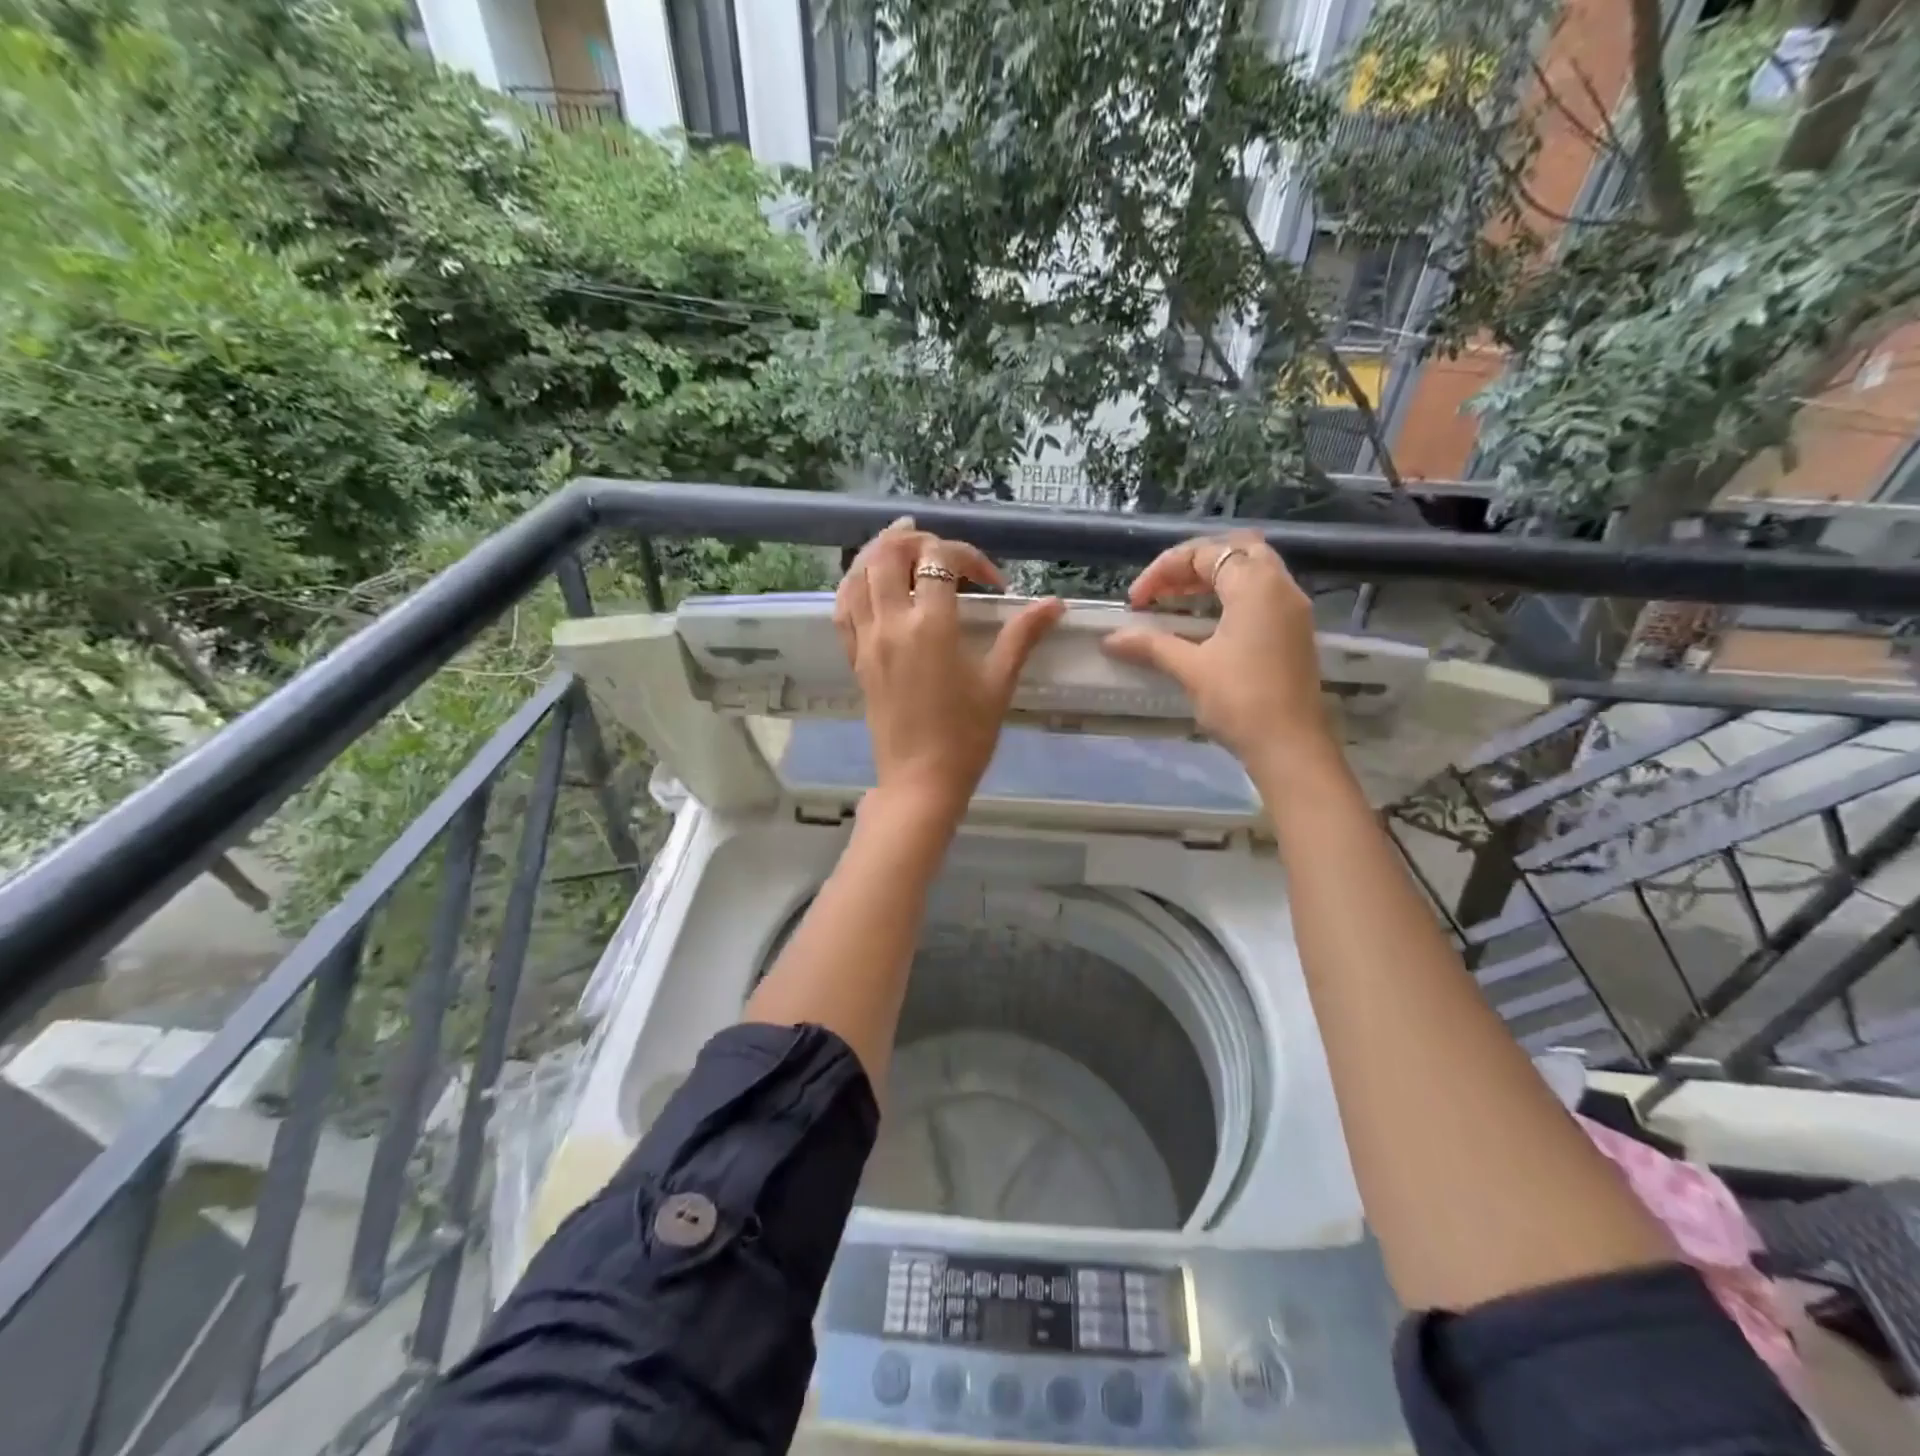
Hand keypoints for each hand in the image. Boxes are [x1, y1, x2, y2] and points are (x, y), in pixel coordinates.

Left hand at [835, 518, 1063, 817]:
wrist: (920, 781)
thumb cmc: (965, 736)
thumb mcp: (998, 683)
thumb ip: (1022, 636)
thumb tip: (1054, 604)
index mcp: (931, 626)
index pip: (941, 560)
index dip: (970, 557)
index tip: (993, 584)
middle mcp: (891, 624)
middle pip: (889, 554)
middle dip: (917, 540)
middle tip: (942, 552)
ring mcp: (867, 640)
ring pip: (858, 574)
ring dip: (880, 552)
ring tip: (903, 548)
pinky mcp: (855, 658)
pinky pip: (843, 608)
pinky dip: (855, 584)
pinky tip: (871, 583)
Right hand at [1102, 531, 1331, 767]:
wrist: (1291, 747)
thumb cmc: (1240, 701)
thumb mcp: (1191, 669)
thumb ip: (1151, 645)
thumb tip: (1111, 639)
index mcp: (1256, 585)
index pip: (1206, 554)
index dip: (1163, 571)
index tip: (1136, 602)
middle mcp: (1281, 587)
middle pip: (1236, 549)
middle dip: (1193, 564)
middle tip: (1163, 589)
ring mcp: (1293, 610)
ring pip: (1253, 571)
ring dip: (1213, 579)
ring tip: (1178, 603)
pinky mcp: (1295, 632)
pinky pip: (1262, 595)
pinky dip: (1231, 596)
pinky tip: (1206, 624)